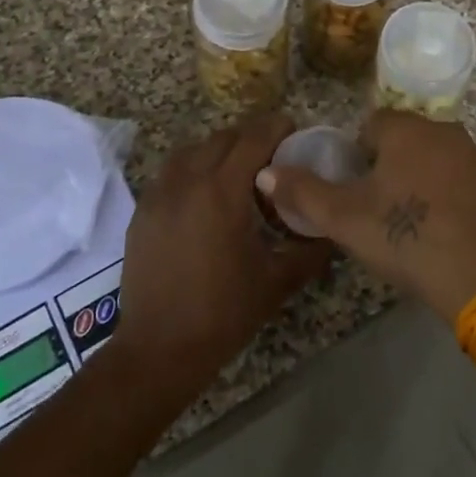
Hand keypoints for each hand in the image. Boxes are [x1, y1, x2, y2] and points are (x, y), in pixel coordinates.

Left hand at [112, 114, 329, 393]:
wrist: (159, 349)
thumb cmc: (223, 313)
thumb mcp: (276, 281)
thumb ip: (309, 249)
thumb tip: (332, 229)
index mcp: (222, 192)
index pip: (252, 139)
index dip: (275, 127)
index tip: (292, 128)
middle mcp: (187, 181)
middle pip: (222, 138)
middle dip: (249, 137)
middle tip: (271, 154)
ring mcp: (159, 194)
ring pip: (192, 150)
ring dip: (217, 150)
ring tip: (236, 171)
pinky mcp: (142, 211)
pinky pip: (170, 172)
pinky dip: (192, 169)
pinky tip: (204, 195)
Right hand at [257, 111, 475, 324]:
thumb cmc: (404, 237)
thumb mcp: (343, 217)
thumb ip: (302, 191)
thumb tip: (265, 172)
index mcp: (407, 128)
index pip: (371, 125)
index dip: (356, 156)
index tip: (354, 190)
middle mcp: (444, 129)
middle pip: (402, 139)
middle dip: (386, 165)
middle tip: (375, 208)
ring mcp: (473, 156)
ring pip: (430, 157)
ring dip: (415, 177)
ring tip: (405, 220)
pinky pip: (455, 178)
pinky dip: (442, 193)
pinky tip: (436, 227)